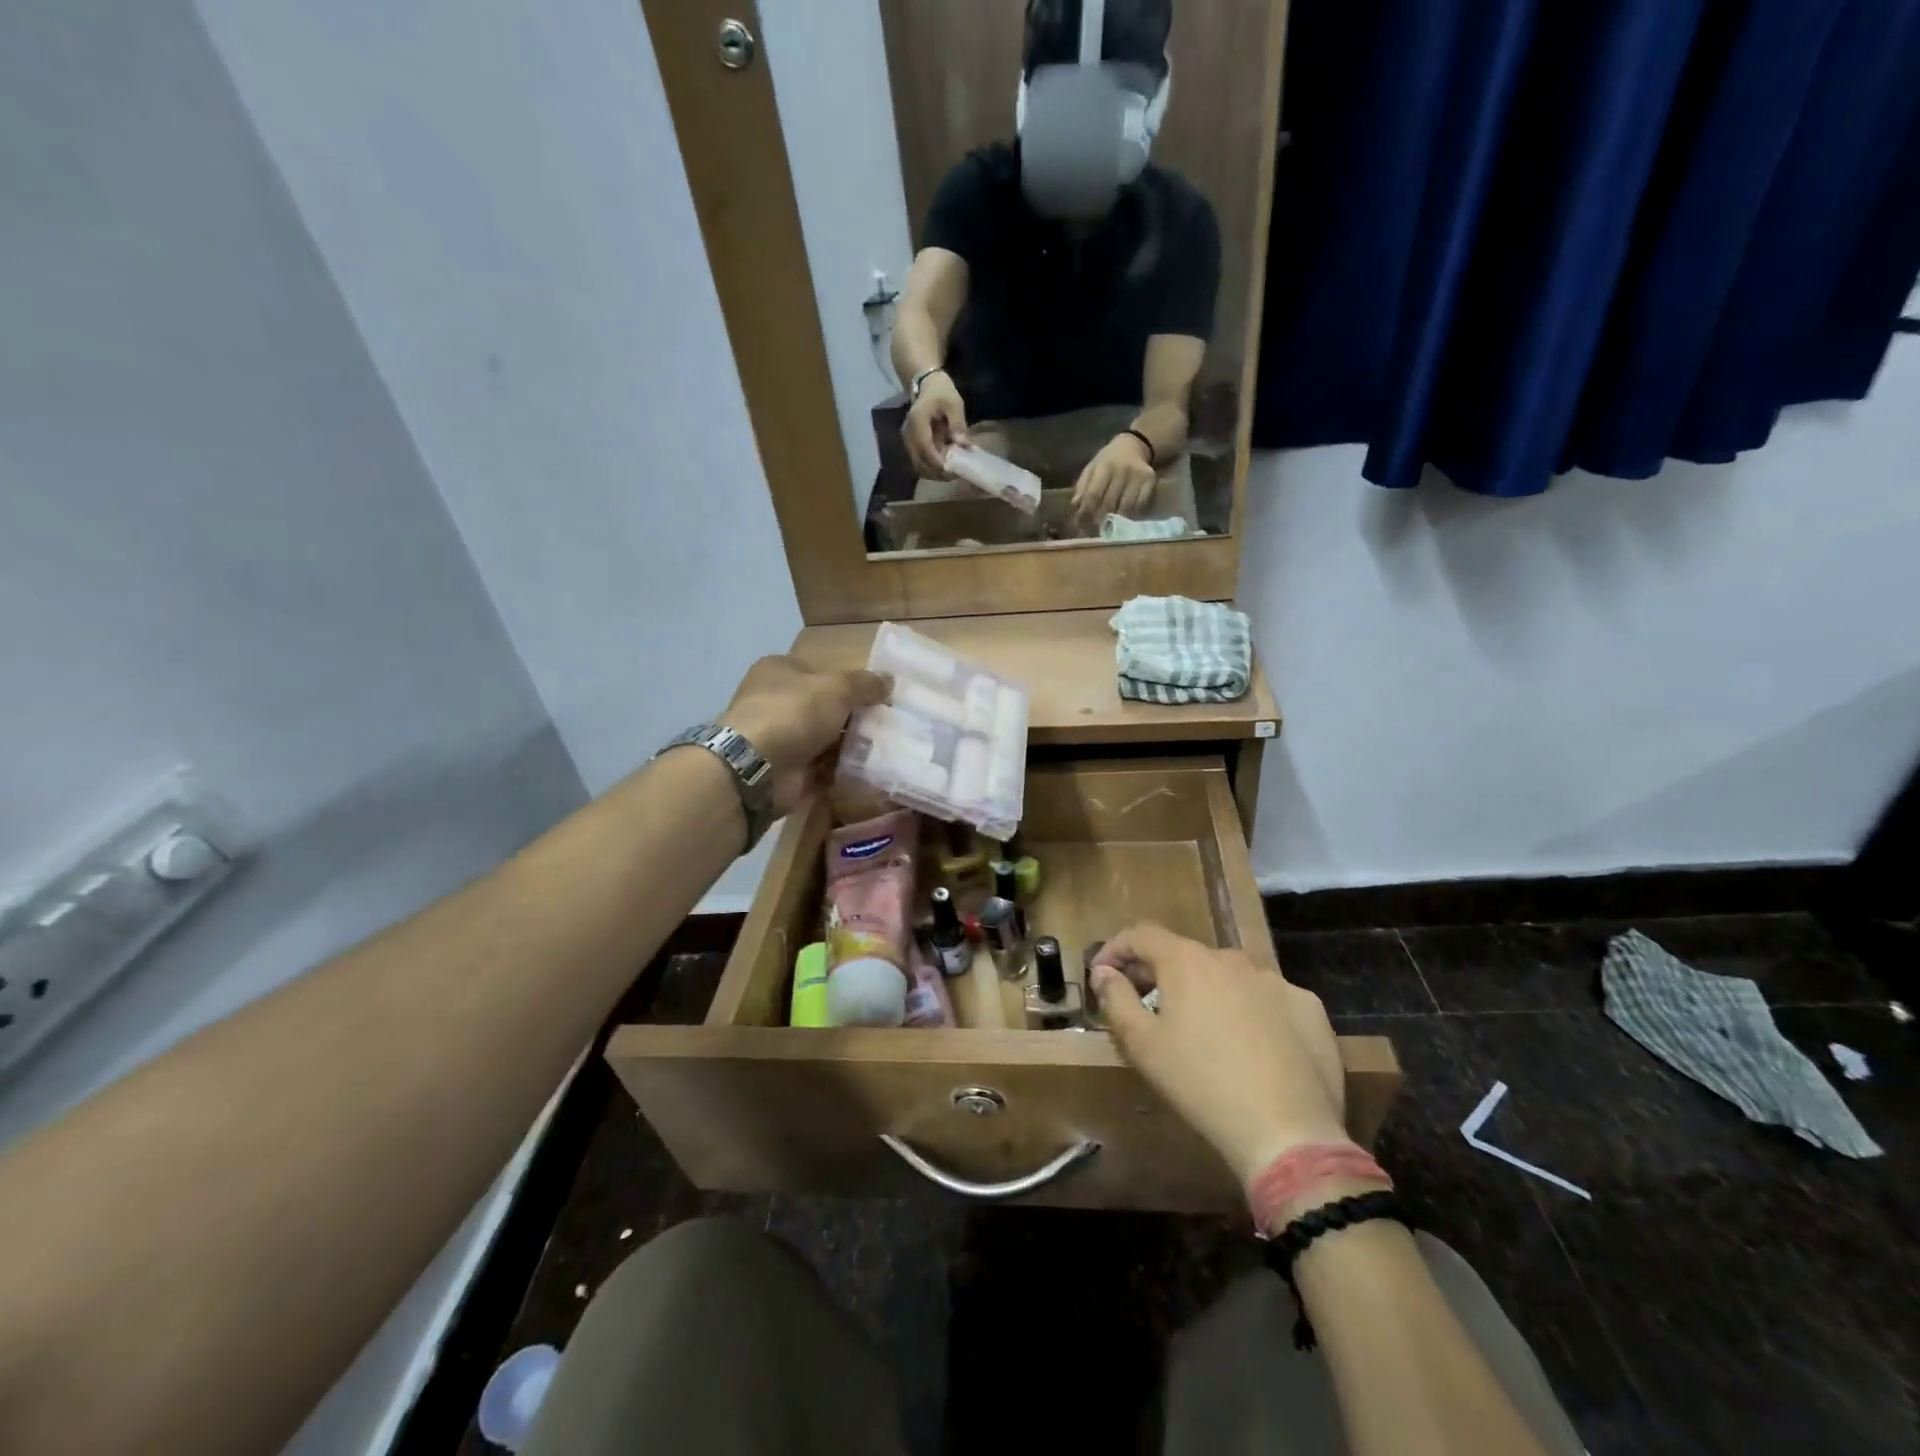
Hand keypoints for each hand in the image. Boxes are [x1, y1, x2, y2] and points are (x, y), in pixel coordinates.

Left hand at [721, 656, 888, 814]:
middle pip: (824, 707)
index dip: (849, 683)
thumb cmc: (794, 713)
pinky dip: (840, 769)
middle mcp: (776, 700)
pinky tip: (867, 771)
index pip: (820, 672)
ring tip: (883, 749)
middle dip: (853, 717)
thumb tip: (889, 679)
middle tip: (886, 725)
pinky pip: (821, 766)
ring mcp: (779, 736)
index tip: (879, 697)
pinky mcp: (786, 768)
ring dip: (849, 745)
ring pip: (824, 738)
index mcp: (780, 671)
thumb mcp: (836, 688)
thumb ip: (865, 684)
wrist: (757, 767)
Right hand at [902, 371, 968, 477]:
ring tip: (951, 472)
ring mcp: (908, 441)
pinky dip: (932, 468)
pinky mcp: (911, 445)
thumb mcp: (954, 403)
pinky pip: (920, 462)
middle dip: (937, 473)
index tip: (953, 471)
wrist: (927, 385)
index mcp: (917, 421)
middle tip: (955, 475)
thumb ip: (958, 424)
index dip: (938, 462)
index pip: (925, 448)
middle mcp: (908, 434)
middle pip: (919, 462)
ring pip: (918, 466)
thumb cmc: (941, 391)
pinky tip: (945, 465)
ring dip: (934, 473)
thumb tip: (964, 445)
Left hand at [1071, 433, 1156, 524]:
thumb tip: (1075, 505)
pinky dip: (1131, 516)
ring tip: (1107, 530)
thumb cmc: (1108, 460)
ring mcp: (1138, 476)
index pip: (1094, 494)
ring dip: (1116, 522)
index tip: (1080, 525)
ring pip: (1126, 507)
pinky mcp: (1150, 481)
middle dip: (1099, 520)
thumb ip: (1083, 486)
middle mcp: (1122, 470)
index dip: (1086, 512)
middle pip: (1110, 503)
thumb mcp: (1092, 467)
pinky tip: (1124, 522)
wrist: (1134, 445)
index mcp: (1104, 466)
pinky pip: (1140, 505)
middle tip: (1093, 532)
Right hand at [1090, 925, 1347, 1185]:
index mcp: (1187, 961)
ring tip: (1200, 1031)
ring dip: (1206, 992)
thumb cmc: (1200, 1084)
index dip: (1116, 949)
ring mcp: (1276, 981)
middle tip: (1145, 1006)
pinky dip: (1249, 1012)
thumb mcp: (1142, 1045)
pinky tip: (1250, 1048)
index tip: (1102, 974)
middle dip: (1159, 974)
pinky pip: (1267, 1000)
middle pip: (1185, 955)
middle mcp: (1232, 958)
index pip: (1142, 935)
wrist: (1288, 1132)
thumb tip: (1105, 971)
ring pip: (1228, 977)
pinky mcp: (1309, 1008)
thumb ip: (1116, 998)